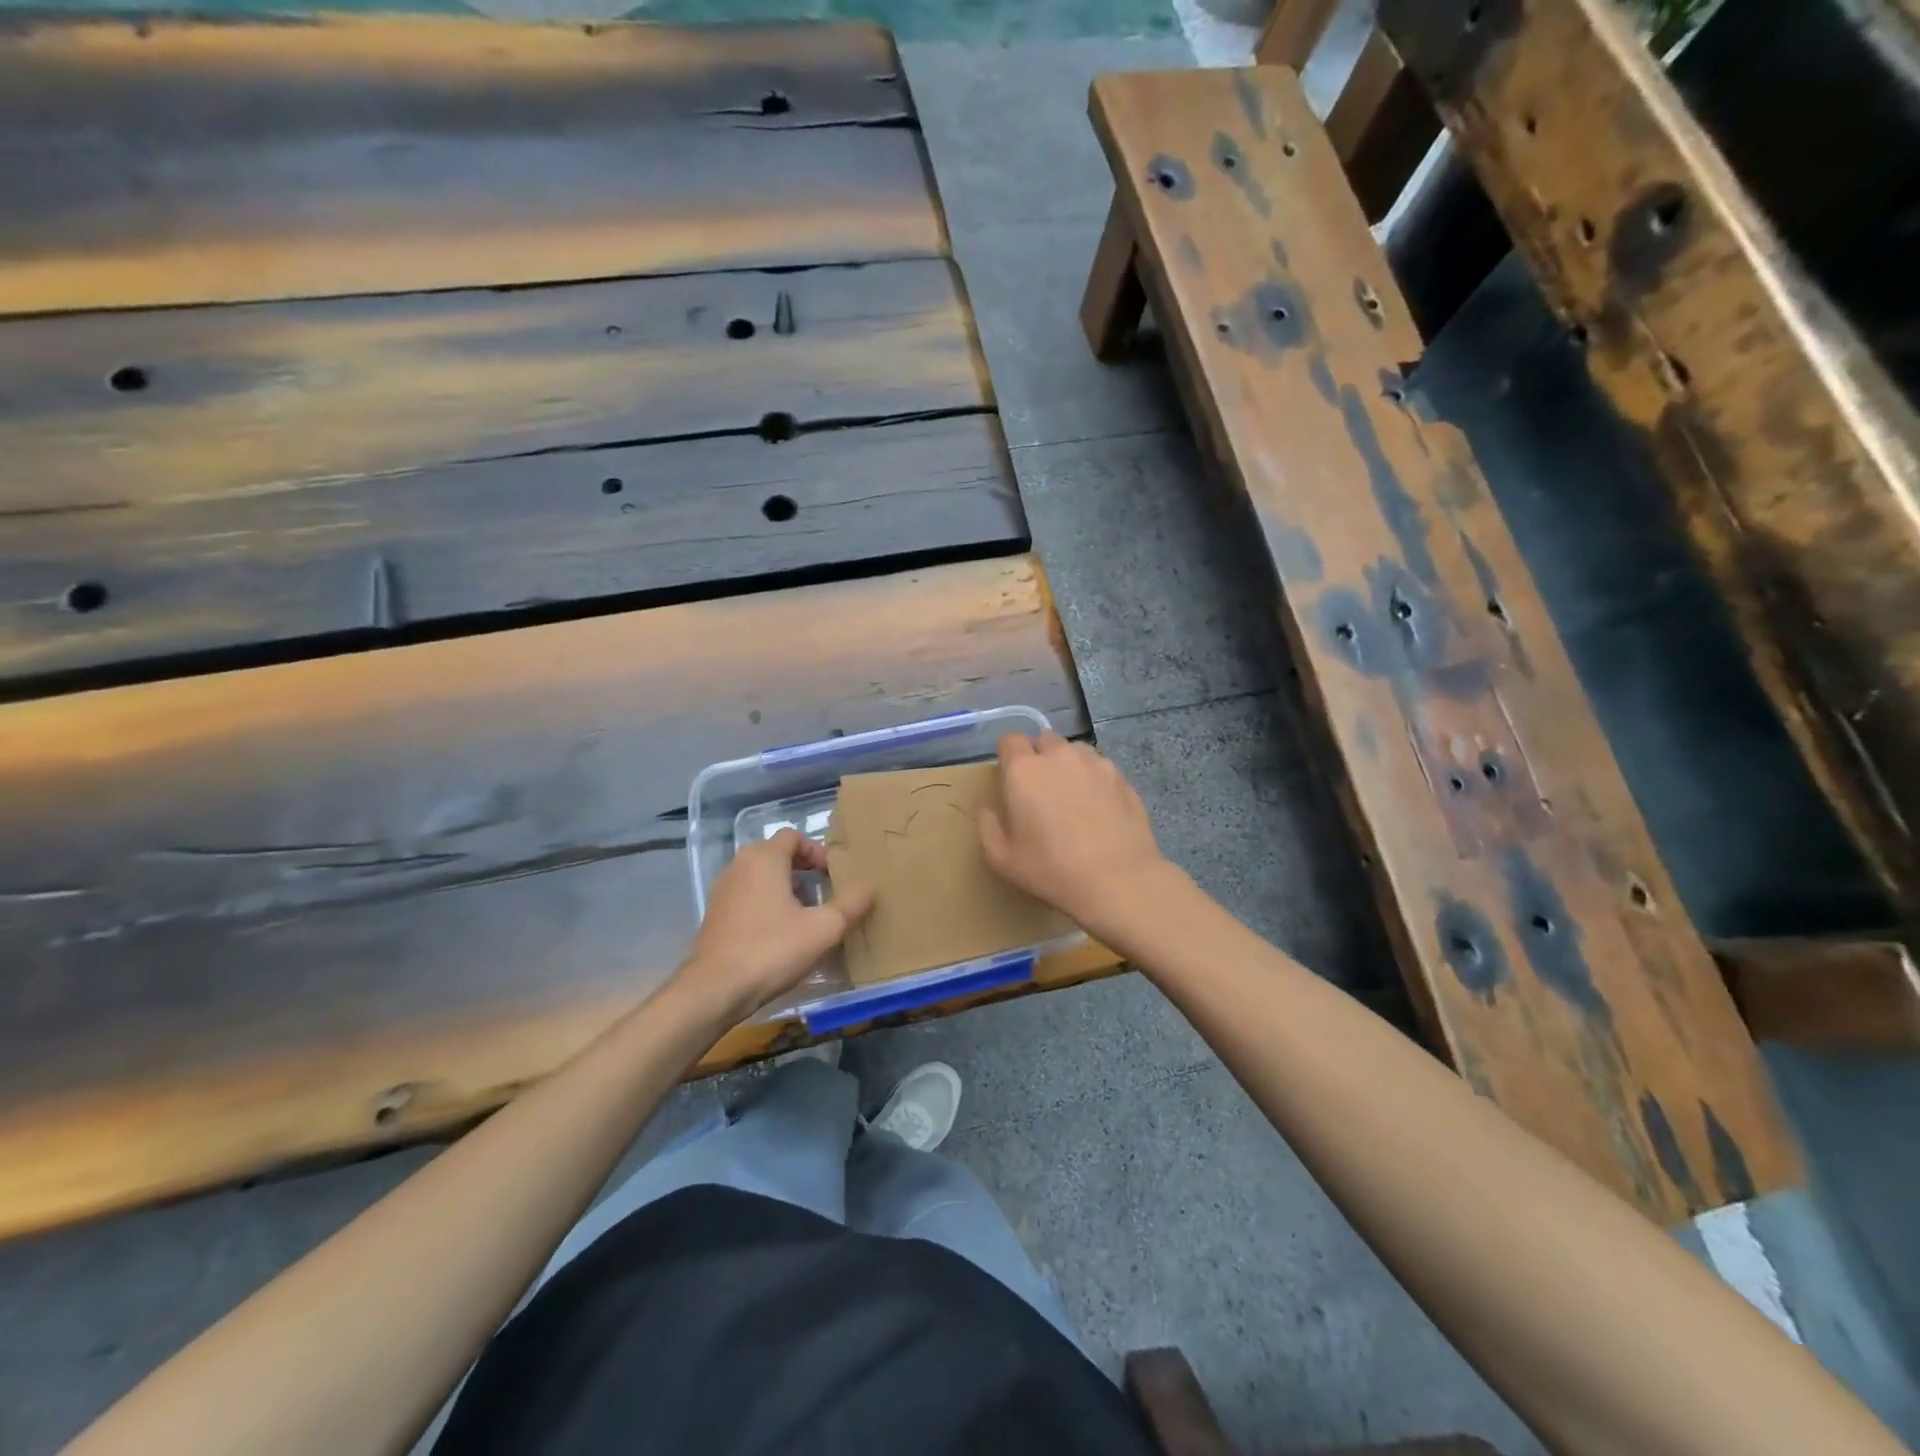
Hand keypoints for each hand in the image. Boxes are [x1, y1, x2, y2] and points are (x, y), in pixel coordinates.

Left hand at [678, 830, 875, 1021]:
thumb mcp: (823, 929)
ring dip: (786, 888)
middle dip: (804, 870)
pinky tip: (780, 934)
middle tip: (824, 893)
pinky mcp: (715, 915)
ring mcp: (723, 890)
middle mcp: (739, 866)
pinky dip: (767, 904)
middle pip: (777, 855)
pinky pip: (748, 896)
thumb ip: (851, 905)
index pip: (794, 837)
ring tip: (806, 916)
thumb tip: (871, 889)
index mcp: (764, 859)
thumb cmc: (772, 950)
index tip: (833, 876)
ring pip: (762, 877)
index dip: (818, 852)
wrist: (714, 990)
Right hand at [977, 732, 1169, 934]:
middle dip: (1039, 756)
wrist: (1117, 880)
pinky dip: (1094, 780)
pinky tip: (1098, 809)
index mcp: (1024, 770)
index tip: (1010, 777)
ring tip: (1071, 796)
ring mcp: (1096, 764)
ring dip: (1068, 765)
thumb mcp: (1001, 859)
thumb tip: (989, 810)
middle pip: (1044, 740)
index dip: (1008, 755)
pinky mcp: (1123, 778)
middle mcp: (1060, 756)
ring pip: (1075, 751)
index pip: (1010, 740)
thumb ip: (987, 827)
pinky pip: (1101, 769)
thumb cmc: (1051, 869)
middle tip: (1040, 789)